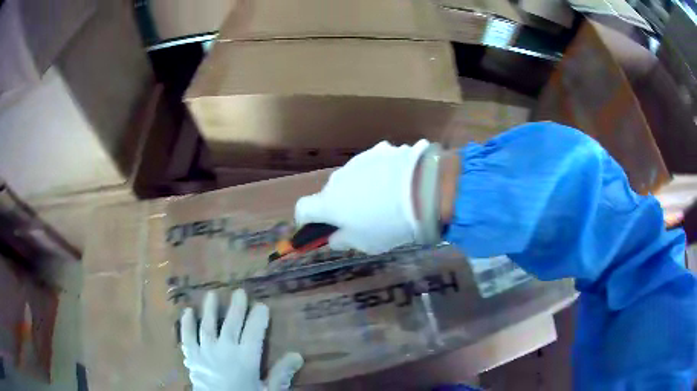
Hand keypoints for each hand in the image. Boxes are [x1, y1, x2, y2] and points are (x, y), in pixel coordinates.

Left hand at [180, 289, 303, 390]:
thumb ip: (281, 373)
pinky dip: (186, 324)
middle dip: (236, 307)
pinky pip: (188, 337)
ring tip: (212, 294)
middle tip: (239, 292)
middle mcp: (225, 350)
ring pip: (208, 325)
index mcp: (246, 358)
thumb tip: (297, 355)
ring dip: (210, 309)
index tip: (262, 305)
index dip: (259, 317)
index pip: (255, 332)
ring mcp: (206, 351)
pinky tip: (187, 311)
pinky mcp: (192, 357)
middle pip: (231, 323)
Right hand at [295, 140, 428, 254]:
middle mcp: (338, 179)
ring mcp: (359, 161)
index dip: (306, 220)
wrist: (422, 190)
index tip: (318, 228)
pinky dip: (380, 174)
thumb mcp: (365, 244)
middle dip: (341, 205)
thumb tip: (334, 237)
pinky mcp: (379, 151)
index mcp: (328, 203)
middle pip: (332, 193)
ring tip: (388, 199)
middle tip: (363, 217)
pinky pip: (374, 165)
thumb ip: (344, 241)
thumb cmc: (387, 224)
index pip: (303, 208)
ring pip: (353, 178)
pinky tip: (399, 182)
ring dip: (362, 188)